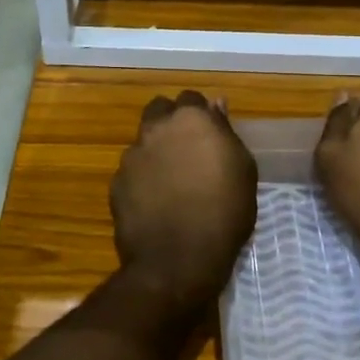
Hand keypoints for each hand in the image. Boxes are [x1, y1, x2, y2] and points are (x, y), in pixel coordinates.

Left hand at [110, 92, 257, 308]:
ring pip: (144, 140)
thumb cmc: (224, 213)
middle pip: (160, 110)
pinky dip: (142, 179)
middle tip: (188, 149)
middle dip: (171, 122)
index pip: (191, 99)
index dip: (201, 115)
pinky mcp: (116, 182)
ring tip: (171, 181)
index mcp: (191, 119)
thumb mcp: (242, 171)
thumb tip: (216, 105)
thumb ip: (225, 132)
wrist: (177, 261)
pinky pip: (132, 171)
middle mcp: (156, 128)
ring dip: (156, 151)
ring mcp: (132, 155)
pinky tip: (155, 202)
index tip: (210, 136)